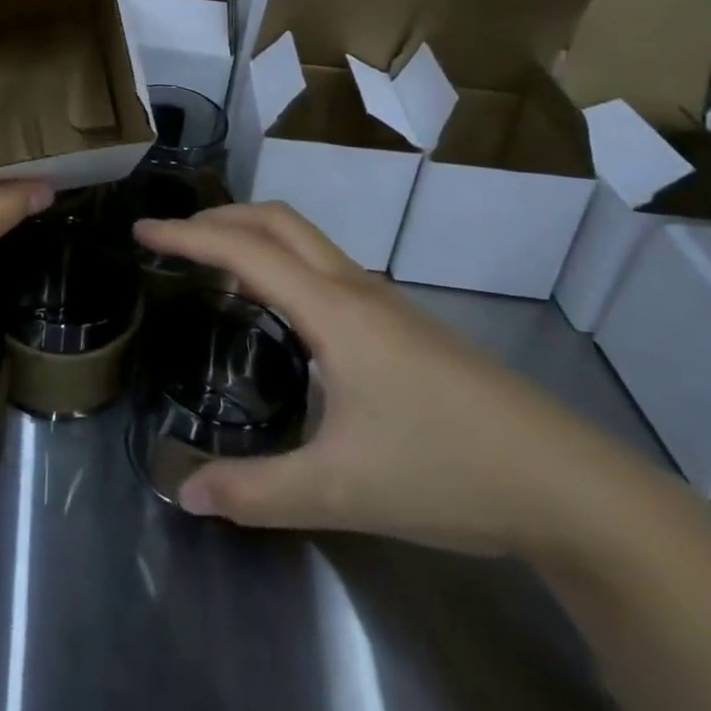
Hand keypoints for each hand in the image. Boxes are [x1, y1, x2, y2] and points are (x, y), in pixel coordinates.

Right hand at [135, 203, 671, 562]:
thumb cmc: (448, 472)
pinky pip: (325, 267)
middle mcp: (355, 289)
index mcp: (333, 311)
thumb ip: (257, 492)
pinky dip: (282, 261)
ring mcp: (384, 302)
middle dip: (219, 217)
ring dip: (253, 235)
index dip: (187, 236)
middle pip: (277, 220)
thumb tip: (185, 492)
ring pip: (306, 240)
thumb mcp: (342, 491)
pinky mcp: (402, 322)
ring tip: (214, 267)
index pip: (244, 251)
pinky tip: (279, 311)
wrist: (568, 485)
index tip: (142, 229)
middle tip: (173, 240)